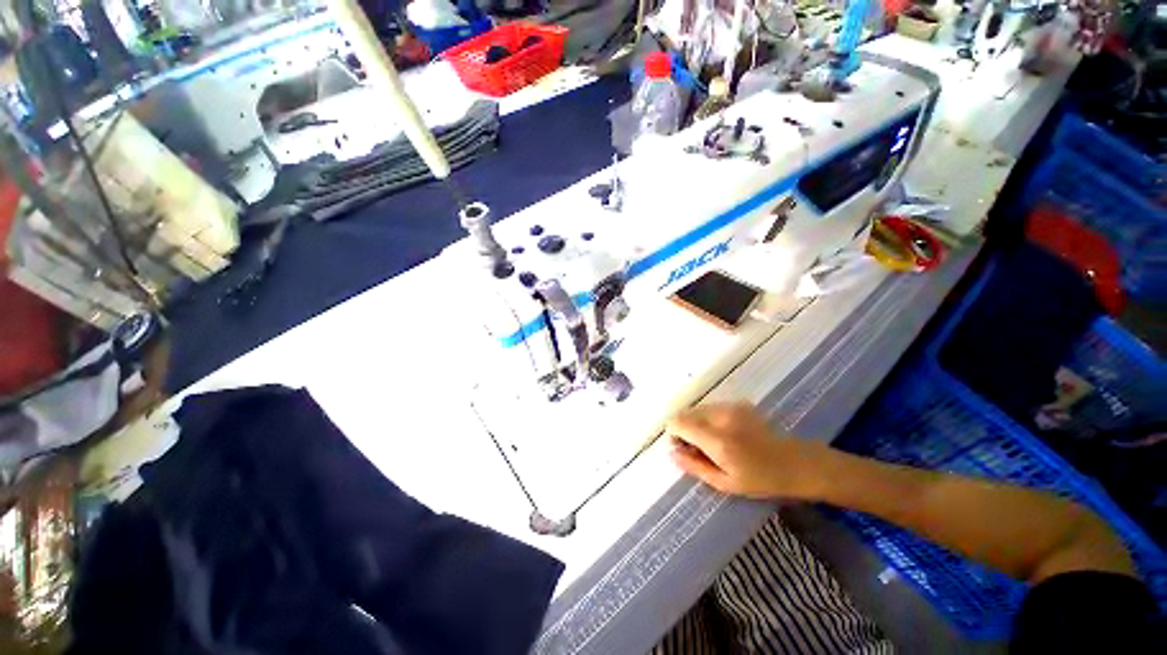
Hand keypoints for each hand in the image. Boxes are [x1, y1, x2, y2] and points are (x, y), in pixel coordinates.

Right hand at [666, 402, 829, 499]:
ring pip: (696, 409)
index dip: (673, 434)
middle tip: (699, 449)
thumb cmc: (760, 480)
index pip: (678, 422)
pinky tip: (725, 433)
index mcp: (716, 440)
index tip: (683, 448)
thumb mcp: (725, 483)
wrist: (796, 463)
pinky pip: (710, 408)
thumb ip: (694, 466)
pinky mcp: (737, 403)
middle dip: (684, 429)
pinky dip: (708, 419)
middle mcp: (720, 417)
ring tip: (713, 442)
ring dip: (696, 423)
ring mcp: (730, 407)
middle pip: (685, 413)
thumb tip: (671, 452)